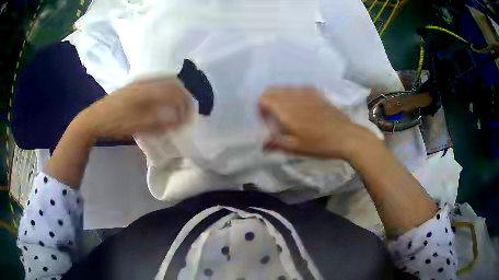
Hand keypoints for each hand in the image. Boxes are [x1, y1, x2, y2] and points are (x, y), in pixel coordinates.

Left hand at [73, 78, 192, 140]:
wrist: (95, 119)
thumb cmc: (115, 123)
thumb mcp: (137, 125)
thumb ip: (159, 121)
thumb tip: (179, 120)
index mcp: (147, 90)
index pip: (174, 91)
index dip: (185, 103)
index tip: (190, 116)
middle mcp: (146, 82)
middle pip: (172, 82)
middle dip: (183, 95)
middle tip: (187, 109)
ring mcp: (140, 82)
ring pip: (164, 81)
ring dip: (174, 92)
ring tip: (178, 106)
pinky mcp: (135, 86)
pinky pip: (156, 84)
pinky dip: (165, 91)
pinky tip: (163, 101)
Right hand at [259, 86, 377, 159]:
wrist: (345, 136)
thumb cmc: (319, 144)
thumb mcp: (296, 148)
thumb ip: (276, 143)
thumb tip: (262, 145)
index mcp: (286, 111)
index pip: (263, 99)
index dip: (260, 108)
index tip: (265, 119)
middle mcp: (293, 97)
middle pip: (271, 90)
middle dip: (267, 100)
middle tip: (273, 115)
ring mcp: (306, 92)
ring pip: (284, 87)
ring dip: (279, 96)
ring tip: (287, 111)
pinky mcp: (316, 92)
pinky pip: (298, 87)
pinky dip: (293, 94)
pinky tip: (300, 105)